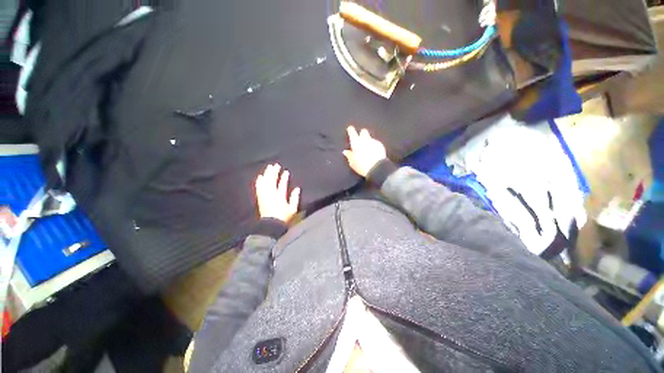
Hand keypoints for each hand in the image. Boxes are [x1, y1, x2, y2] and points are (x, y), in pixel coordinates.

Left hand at [255, 164, 300, 222]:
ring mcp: (265, 196)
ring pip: (265, 182)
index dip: (284, 178)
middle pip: (272, 180)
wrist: (271, 225)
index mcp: (280, 195)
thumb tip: (297, 189)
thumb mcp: (292, 209)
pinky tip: (260, 177)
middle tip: (275, 165)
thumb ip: (295, 198)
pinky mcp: (260, 198)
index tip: (285, 171)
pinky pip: (259, 187)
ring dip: (267, 174)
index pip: (282, 184)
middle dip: (274, 172)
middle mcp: (271, 194)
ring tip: (269, 167)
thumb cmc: (283, 217)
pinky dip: (259, 181)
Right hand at [343, 126, 386, 177]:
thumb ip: (349, 156)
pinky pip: (376, 143)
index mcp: (356, 143)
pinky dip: (374, 146)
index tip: (350, 129)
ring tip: (368, 148)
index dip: (351, 130)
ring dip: (368, 141)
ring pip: (370, 137)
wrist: (377, 168)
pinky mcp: (381, 146)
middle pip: (363, 131)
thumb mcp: (352, 163)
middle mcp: (365, 140)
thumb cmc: (362, 166)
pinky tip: (374, 152)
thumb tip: (345, 151)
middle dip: (362, 133)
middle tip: (361, 138)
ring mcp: (374, 142)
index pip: (352, 132)